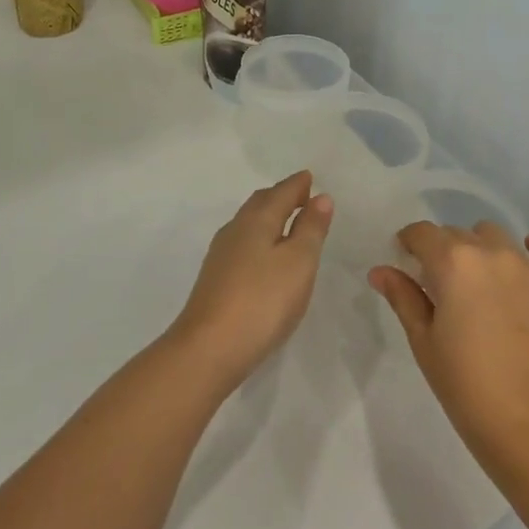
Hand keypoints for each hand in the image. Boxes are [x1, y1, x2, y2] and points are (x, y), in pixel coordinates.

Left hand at [168, 172, 332, 391]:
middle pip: (261, 203)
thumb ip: (310, 228)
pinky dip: (259, 239)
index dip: (298, 185)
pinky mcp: (215, 279)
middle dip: (281, 196)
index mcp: (257, 220)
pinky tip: (264, 258)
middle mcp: (236, 229)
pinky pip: (242, 244)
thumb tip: (320, 197)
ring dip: (269, 218)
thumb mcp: (299, 262)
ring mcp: (221, 255)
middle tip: (301, 197)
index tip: (310, 178)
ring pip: (249, 223)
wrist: (208, 349)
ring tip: (287, 225)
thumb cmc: (262, 301)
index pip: (281, 192)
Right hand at [370, 222, 528, 466]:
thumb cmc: (465, 386)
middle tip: (440, 291)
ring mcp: (525, 264)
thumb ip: (403, 297)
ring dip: (480, 250)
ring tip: (478, 285)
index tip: (406, 265)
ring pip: (493, 236)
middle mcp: (489, 251)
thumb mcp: (424, 341)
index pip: (421, 233)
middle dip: (441, 253)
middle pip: (455, 234)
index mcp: (451, 261)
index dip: (409, 245)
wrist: (528, 426)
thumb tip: (380, 270)